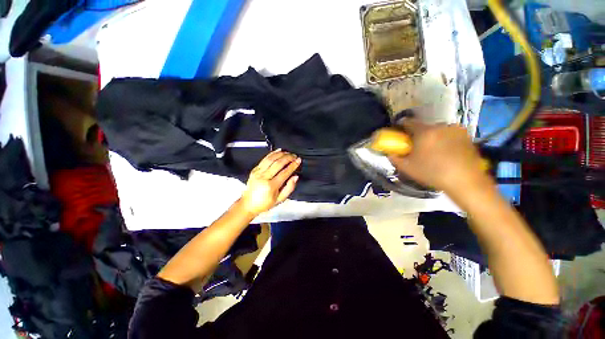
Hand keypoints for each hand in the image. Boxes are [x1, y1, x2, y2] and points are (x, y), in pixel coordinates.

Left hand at [240, 149, 300, 215]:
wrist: (248, 204)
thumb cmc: (264, 203)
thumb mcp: (280, 200)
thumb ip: (289, 188)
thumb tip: (295, 177)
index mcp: (270, 186)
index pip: (285, 172)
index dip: (293, 165)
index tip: (298, 161)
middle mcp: (263, 177)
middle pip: (278, 163)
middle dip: (288, 158)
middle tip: (294, 156)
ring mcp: (258, 172)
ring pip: (271, 159)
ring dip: (281, 154)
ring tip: (288, 153)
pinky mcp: (255, 170)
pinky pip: (264, 159)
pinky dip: (272, 153)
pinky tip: (278, 151)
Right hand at [388, 119, 489, 194]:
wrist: (465, 181)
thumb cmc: (432, 173)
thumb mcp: (407, 167)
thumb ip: (395, 158)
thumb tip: (390, 153)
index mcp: (424, 132)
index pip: (408, 122)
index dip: (402, 127)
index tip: (401, 135)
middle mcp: (440, 126)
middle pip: (424, 127)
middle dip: (419, 135)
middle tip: (418, 148)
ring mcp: (455, 130)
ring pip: (438, 130)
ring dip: (433, 137)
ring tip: (434, 152)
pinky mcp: (467, 136)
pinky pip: (450, 134)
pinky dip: (445, 140)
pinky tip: (447, 153)